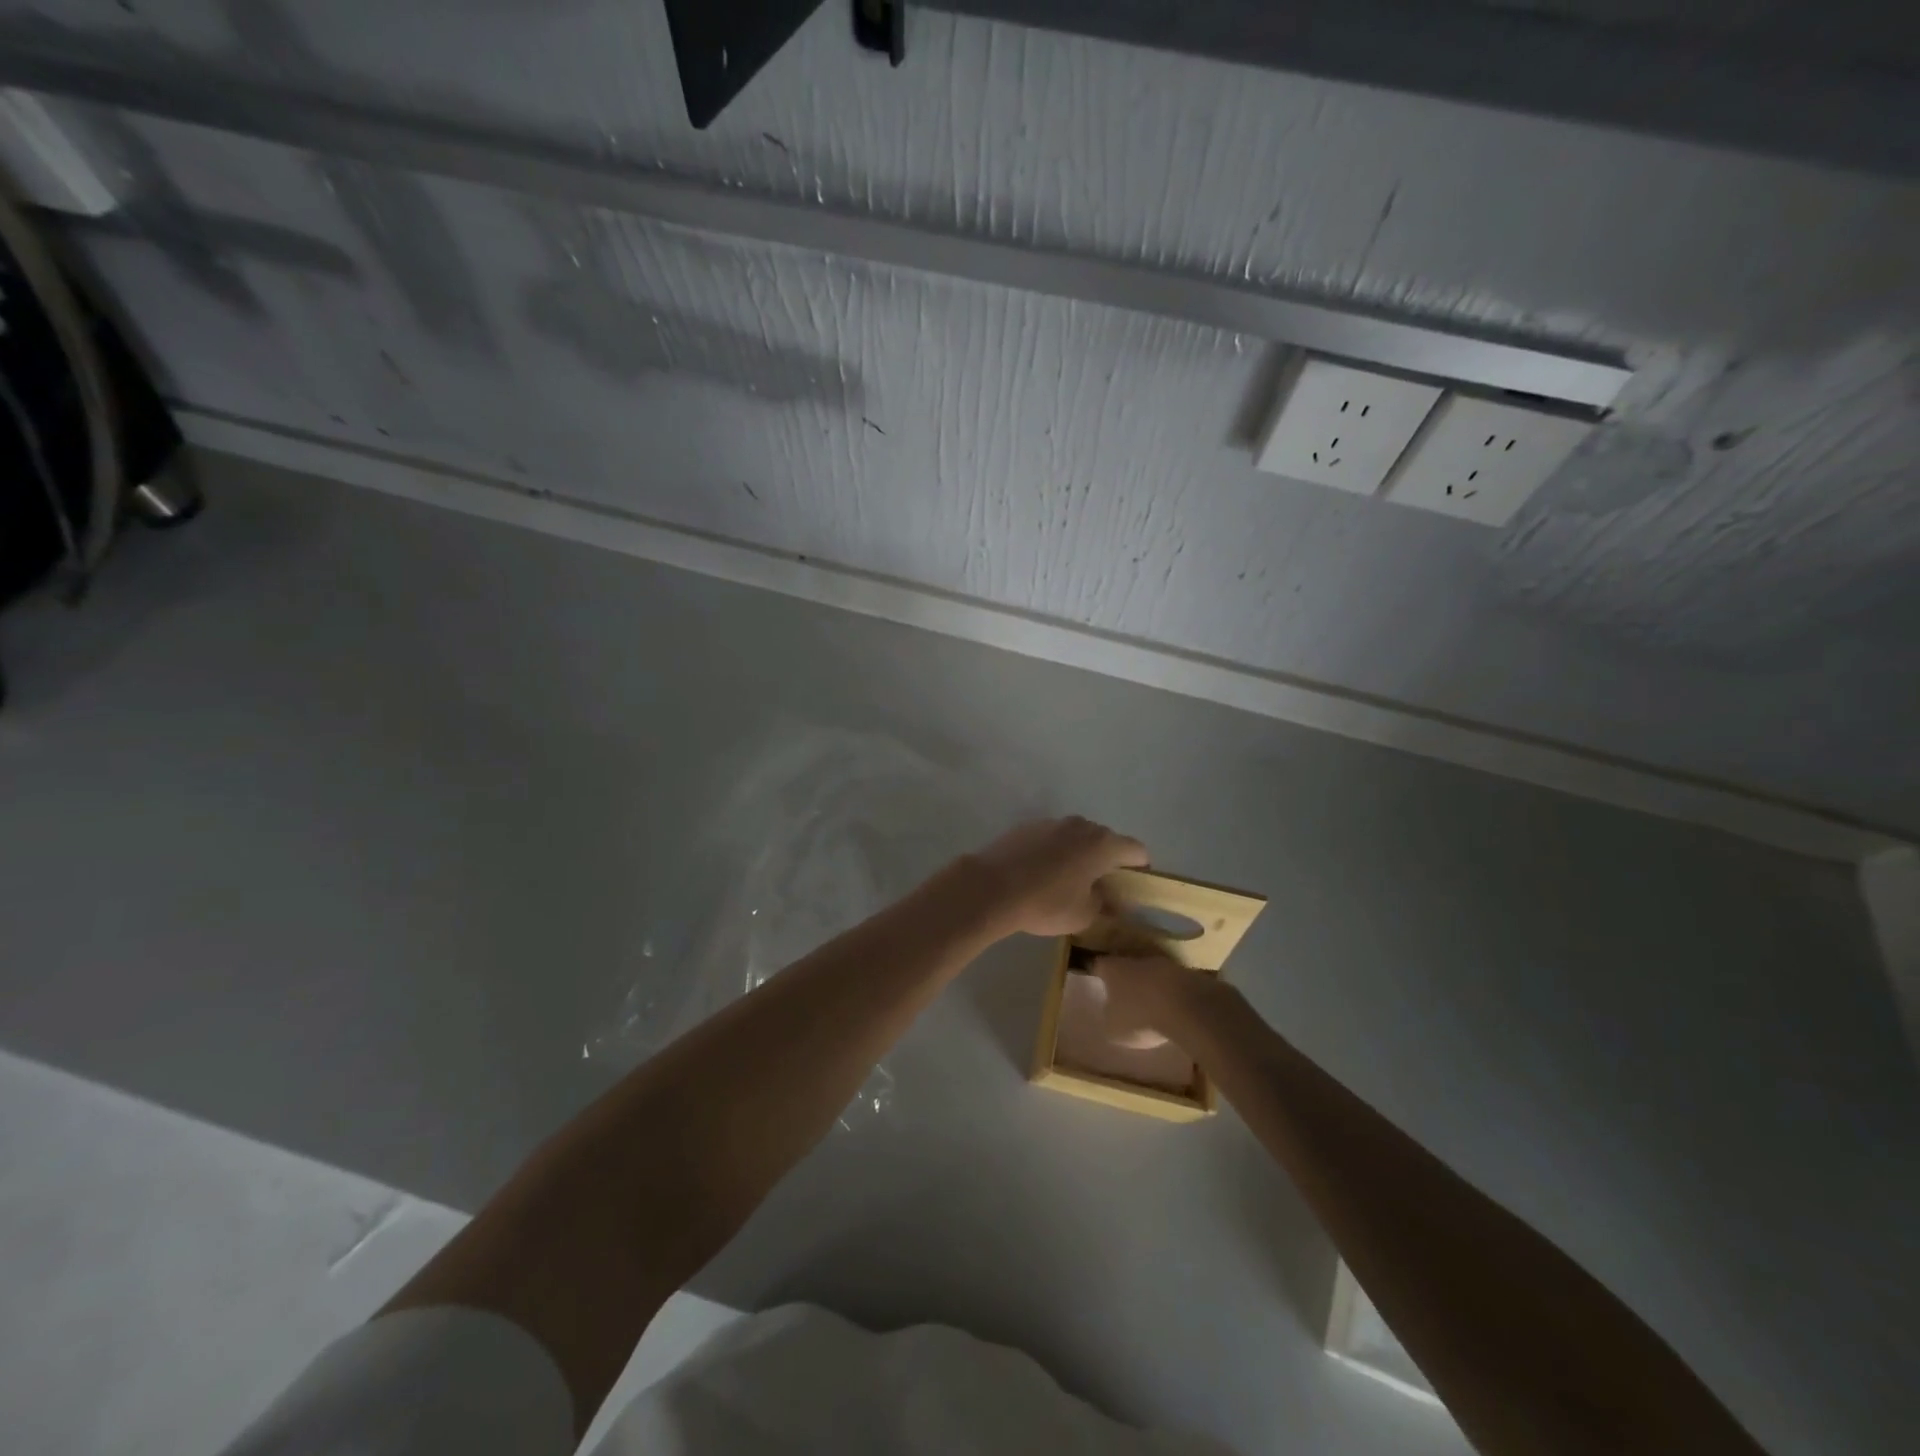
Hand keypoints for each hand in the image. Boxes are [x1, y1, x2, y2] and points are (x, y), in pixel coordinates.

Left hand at [970, 816, 1148, 937]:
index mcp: (1103, 844)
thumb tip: (1111, 900)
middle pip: (1107, 840)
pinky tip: (1041, 875)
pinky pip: (1053, 838)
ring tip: (1069, 882)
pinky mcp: (1027, 826)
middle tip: (1101, 890)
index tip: (1133, 890)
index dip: (1140, 870)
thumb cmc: (1045, 902)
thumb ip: (1105, 905)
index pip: (1137, 850)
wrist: (991, 887)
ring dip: (1080, 856)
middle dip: (1108, 862)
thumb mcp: (1083, 915)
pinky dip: (1055, 852)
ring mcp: (1053, 822)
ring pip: (1077, 838)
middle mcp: (1081, 825)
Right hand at [1089, 953, 1211, 1047]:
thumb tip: (1111, 1015)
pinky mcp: (1188, 974)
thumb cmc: (1141, 1017)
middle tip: (1125, 998)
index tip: (1097, 983)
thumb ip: (1110, 1019)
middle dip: (1127, 981)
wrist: (1188, 1008)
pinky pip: (1174, 985)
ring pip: (1152, 974)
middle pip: (1127, 966)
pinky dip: (1172, 995)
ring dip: (1151, 987)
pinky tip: (1174, 1011)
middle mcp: (1136, 960)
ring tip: (1152, 1007)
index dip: (1098, 974)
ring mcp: (1165, 964)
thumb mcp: (1114, 1029)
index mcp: (1113, 969)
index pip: (1099, 965)